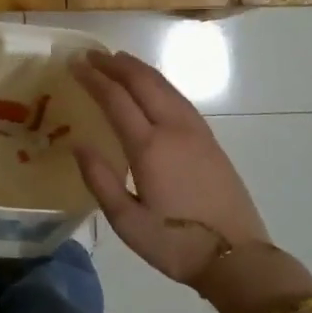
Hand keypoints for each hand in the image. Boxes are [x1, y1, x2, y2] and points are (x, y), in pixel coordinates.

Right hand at [69, 51, 272, 292]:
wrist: (237, 257)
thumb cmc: (176, 244)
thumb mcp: (127, 222)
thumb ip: (100, 180)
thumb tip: (79, 144)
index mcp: (150, 147)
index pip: (116, 99)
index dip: (93, 78)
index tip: (74, 63)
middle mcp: (174, 129)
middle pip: (143, 82)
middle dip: (115, 64)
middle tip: (90, 54)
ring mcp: (197, 132)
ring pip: (165, 86)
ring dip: (139, 69)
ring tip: (118, 61)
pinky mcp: (210, 141)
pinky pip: (179, 98)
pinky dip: (159, 83)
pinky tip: (152, 87)